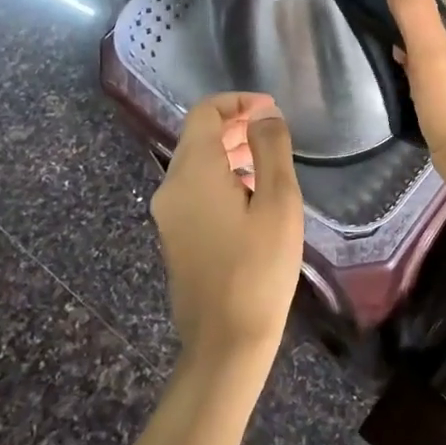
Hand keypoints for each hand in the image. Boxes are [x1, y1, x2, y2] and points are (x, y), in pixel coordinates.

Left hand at [151, 93, 303, 366]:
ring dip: (228, 150)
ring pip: (195, 163)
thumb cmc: (259, 268)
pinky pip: (193, 189)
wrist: (225, 342)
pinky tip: (250, 194)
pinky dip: (219, 176)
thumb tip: (264, 114)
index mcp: (193, 172)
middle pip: (197, 136)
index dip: (237, 102)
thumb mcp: (278, 202)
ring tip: (267, 159)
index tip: (271, 109)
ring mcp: (168, 214)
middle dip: (234, 124)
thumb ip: (270, 149)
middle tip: (273, 130)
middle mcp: (170, 187)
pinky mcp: (174, 235)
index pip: (204, 113)